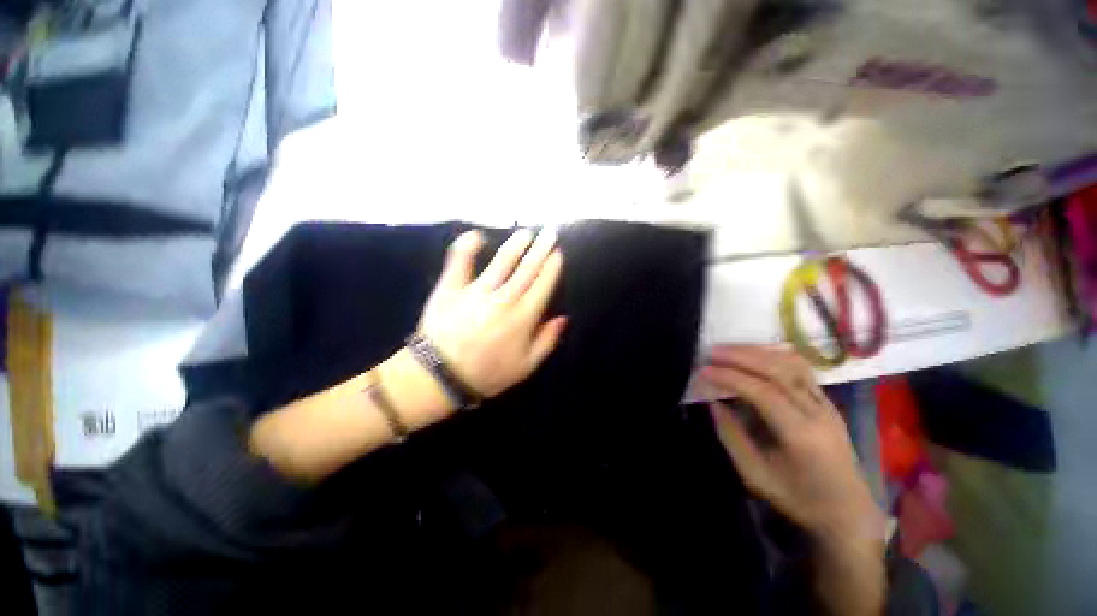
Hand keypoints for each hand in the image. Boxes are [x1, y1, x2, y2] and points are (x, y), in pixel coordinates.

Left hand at [418, 228, 566, 397]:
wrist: (441, 376)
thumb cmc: (487, 373)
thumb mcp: (526, 367)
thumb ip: (547, 341)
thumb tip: (563, 318)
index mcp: (523, 318)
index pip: (543, 285)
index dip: (552, 267)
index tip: (557, 254)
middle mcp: (504, 299)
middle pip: (527, 269)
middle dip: (541, 249)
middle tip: (549, 234)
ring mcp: (476, 291)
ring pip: (502, 261)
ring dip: (516, 245)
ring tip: (526, 233)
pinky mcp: (452, 287)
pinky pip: (460, 261)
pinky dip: (467, 246)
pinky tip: (476, 235)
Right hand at [701, 346, 884, 542]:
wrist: (848, 512)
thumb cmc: (799, 498)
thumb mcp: (755, 475)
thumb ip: (731, 436)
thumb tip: (713, 402)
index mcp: (801, 435)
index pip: (763, 392)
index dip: (730, 377)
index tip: (704, 370)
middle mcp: (818, 413)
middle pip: (779, 371)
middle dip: (741, 356)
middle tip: (712, 351)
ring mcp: (827, 404)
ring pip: (792, 364)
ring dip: (757, 352)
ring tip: (729, 349)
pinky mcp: (828, 402)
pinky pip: (801, 369)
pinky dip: (774, 356)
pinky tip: (755, 354)